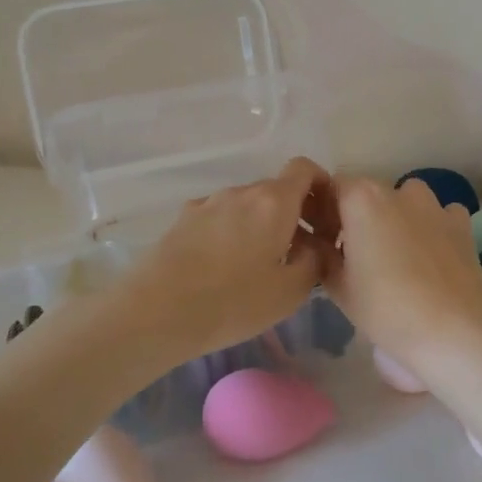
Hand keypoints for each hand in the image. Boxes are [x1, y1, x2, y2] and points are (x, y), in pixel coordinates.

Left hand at [127, 157, 335, 359]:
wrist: (155, 312)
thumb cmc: (233, 302)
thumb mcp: (290, 292)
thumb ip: (313, 262)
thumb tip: (314, 247)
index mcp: (274, 202)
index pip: (304, 169)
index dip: (320, 185)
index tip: (326, 217)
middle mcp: (241, 192)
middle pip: (276, 190)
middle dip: (293, 214)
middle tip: (298, 253)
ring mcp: (207, 203)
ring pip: (247, 206)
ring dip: (261, 225)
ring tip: (259, 265)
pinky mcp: (182, 220)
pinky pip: (220, 217)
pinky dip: (232, 232)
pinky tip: (224, 267)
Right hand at [320, 176, 481, 371]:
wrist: (452, 330)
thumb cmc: (385, 309)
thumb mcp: (339, 288)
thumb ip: (323, 255)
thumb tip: (318, 243)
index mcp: (362, 199)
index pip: (334, 187)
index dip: (327, 211)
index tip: (327, 240)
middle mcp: (398, 191)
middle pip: (371, 194)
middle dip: (362, 216)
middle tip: (359, 255)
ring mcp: (434, 205)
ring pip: (408, 200)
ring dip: (399, 218)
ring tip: (400, 255)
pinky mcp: (462, 224)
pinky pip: (441, 215)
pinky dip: (433, 227)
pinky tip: (433, 256)